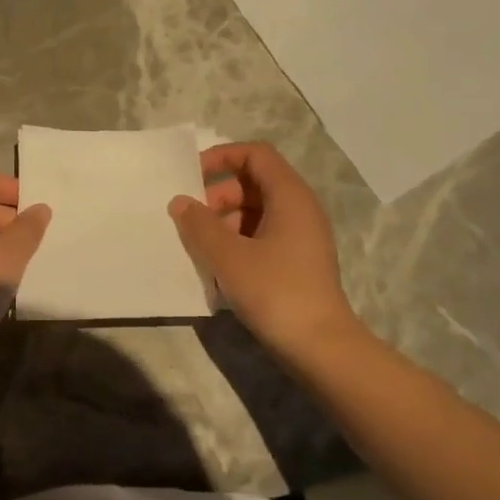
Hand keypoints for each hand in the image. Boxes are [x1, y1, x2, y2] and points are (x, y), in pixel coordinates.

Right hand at [168, 142, 363, 357]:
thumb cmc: (275, 291)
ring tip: (198, 248)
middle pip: (253, 183)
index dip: (221, 157)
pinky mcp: (295, 262)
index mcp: (290, 196)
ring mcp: (299, 237)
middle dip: (217, 195)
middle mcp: (299, 209)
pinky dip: (236, 242)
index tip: (190, 178)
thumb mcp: (228, 256)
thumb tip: (180, 202)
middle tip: (190, 220)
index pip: (255, 154)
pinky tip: (216, 268)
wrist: (319, 345)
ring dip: (223, 222)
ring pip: (254, 212)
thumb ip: (199, 225)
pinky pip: (260, 236)